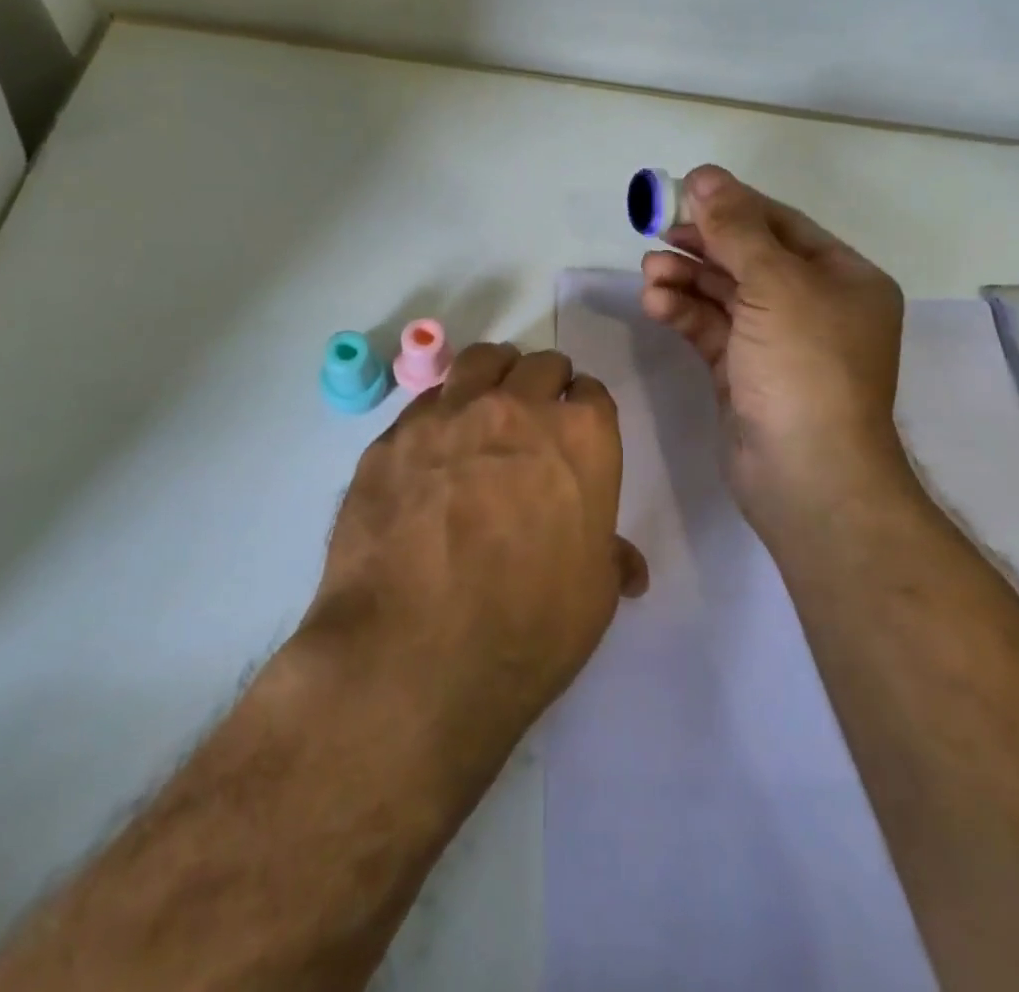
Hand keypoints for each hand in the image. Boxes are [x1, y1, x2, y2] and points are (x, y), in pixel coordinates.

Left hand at [304, 343, 648, 782]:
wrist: (412, 656)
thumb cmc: (527, 629)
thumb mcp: (592, 599)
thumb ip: (608, 559)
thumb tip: (626, 564)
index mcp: (580, 438)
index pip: (591, 394)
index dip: (585, 411)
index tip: (577, 431)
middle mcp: (516, 409)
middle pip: (539, 365)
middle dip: (544, 385)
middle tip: (535, 418)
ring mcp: (448, 416)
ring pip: (480, 362)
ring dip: (493, 376)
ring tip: (486, 407)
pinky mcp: (392, 438)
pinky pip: (425, 403)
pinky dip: (440, 413)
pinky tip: (433, 450)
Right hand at [640, 165, 910, 541]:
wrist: (807, 476)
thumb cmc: (805, 367)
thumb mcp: (775, 284)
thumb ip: (736, 228)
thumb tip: (705, 175)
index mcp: (843, 278)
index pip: (782, 226)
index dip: (732, 205)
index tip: (683, 191)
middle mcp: (815, 306)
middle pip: (749, 258)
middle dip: (703, 245)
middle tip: (656, 232)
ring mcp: (778, 343)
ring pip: (725, 296)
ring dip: (686, 279)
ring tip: (649, 270)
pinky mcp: (745, 374)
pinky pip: (712, 330)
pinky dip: (684, 313)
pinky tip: (655, 303)